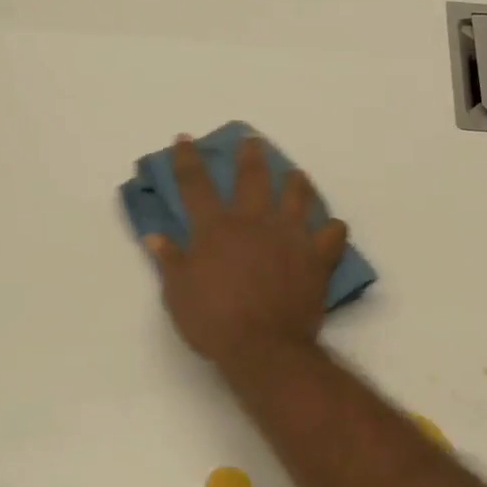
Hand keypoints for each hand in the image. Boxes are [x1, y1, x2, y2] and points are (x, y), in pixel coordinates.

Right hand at [146, 133, 348, 368]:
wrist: (263, 347)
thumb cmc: (214, 321)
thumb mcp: (178, 293)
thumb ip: (169, 260)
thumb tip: (154, 236)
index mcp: (216, 229)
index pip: (196, 185)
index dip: (187, 160)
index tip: (185, 139)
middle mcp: (254, 222)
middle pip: (252, 178)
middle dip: (250, 155)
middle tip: (253, 140)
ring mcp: (290, 236)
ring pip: (297, 196)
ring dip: (296, 182)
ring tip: (297, 175)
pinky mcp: (317, 257)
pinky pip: (333, 234)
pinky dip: (332, 229)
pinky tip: (331, 228)